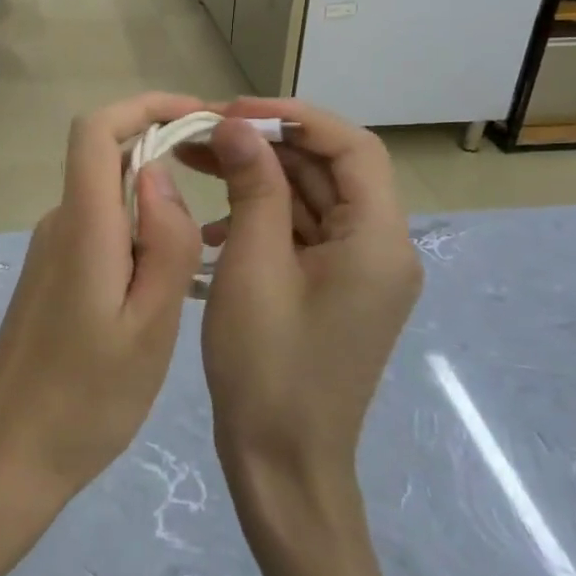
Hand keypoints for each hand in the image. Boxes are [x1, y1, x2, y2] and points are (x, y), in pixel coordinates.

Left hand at [0, 92, 205, 534]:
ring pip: (108, 196)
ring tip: (212, 235)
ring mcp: (52, 248)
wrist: (11, 450)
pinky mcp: (53, 274)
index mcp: (83, 226)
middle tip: (228, 181)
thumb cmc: (88, 398)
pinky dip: (138, 230)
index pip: (96, 129)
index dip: (146, 106)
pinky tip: (169, 276)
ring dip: (156, 197)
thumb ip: (164, 241)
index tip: (201, 118)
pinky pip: (100, 229)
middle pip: (106, 155)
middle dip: (165, 149)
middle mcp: (60, 223)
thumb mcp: (150, 325)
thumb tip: (159, 171)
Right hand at [186, 98, 421, 527]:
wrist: (283, 464)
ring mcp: (357, 271)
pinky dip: (259, 216)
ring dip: (257, 178)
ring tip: (195, 163)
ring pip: (310, 199)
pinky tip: (212, 227)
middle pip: (328, 170)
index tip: (232, 110)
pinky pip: (300, 233)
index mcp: (378, 241)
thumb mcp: (253, 266)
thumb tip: (237, 124)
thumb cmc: (268, 366)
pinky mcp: (333, 289)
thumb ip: (252, 187)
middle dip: (265, 145)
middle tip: (201, 134)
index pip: (352, 147)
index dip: (293, 118)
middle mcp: (380, 248)